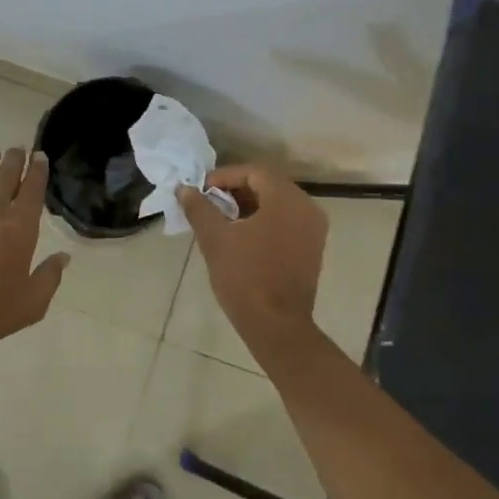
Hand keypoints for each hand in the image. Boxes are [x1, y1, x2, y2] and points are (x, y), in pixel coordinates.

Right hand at [179, 164, 326, 353]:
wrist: (277, 325)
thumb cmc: (245, 278)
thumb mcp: (215, 240)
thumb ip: (199, 209)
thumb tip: (184, 189)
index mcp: (286, 199)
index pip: (253, 172)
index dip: (224, 177)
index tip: (201, 191)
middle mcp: (307, 208)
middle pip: (268, 185)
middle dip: (236, 191)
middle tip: (209, 204)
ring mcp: (313, 229)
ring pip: (278, 204)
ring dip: (249, 206)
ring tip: (221, 221)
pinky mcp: (313, 248)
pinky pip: (287, 222)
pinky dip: (264, 222)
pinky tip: (242, 237)